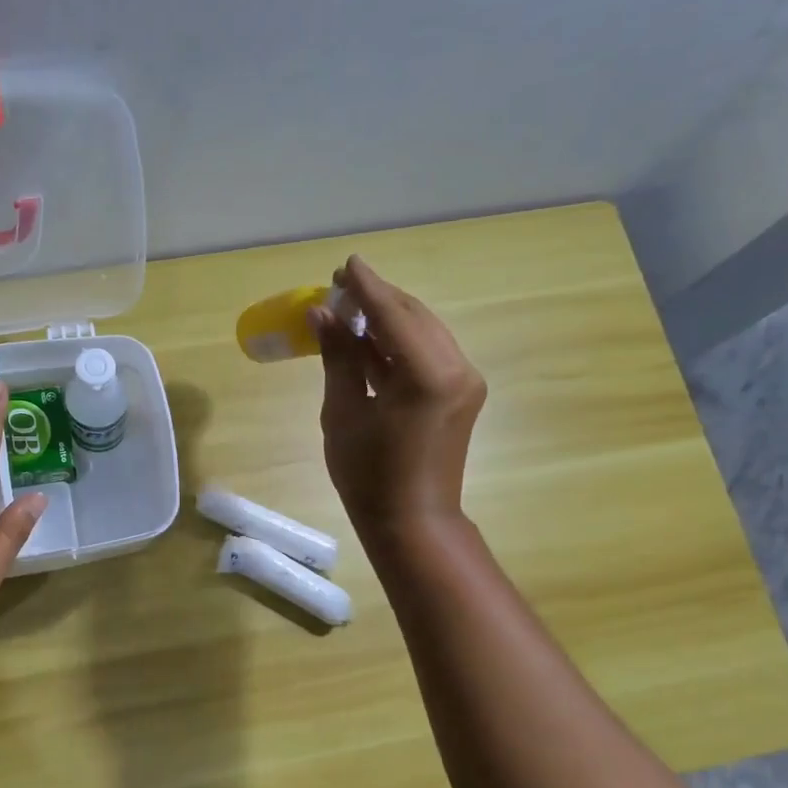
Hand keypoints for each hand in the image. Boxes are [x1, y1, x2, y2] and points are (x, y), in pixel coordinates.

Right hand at [312, 255, 486, 543]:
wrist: (413, 522)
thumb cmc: (368, 476)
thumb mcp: (343, 413)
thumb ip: (338, 358)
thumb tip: (322, 315)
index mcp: (427, 374)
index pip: (392, 314)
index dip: (364, 287)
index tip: (344, 264)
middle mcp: (456, 368)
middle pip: (413, 316)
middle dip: (377, 299)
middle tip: (339, 288)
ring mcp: (464, 381)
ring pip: (424, 332)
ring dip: (388, 318)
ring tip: (350, 311)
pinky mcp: (462, 393)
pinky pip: (429, 353)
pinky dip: (400, 343)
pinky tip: (371, 340)